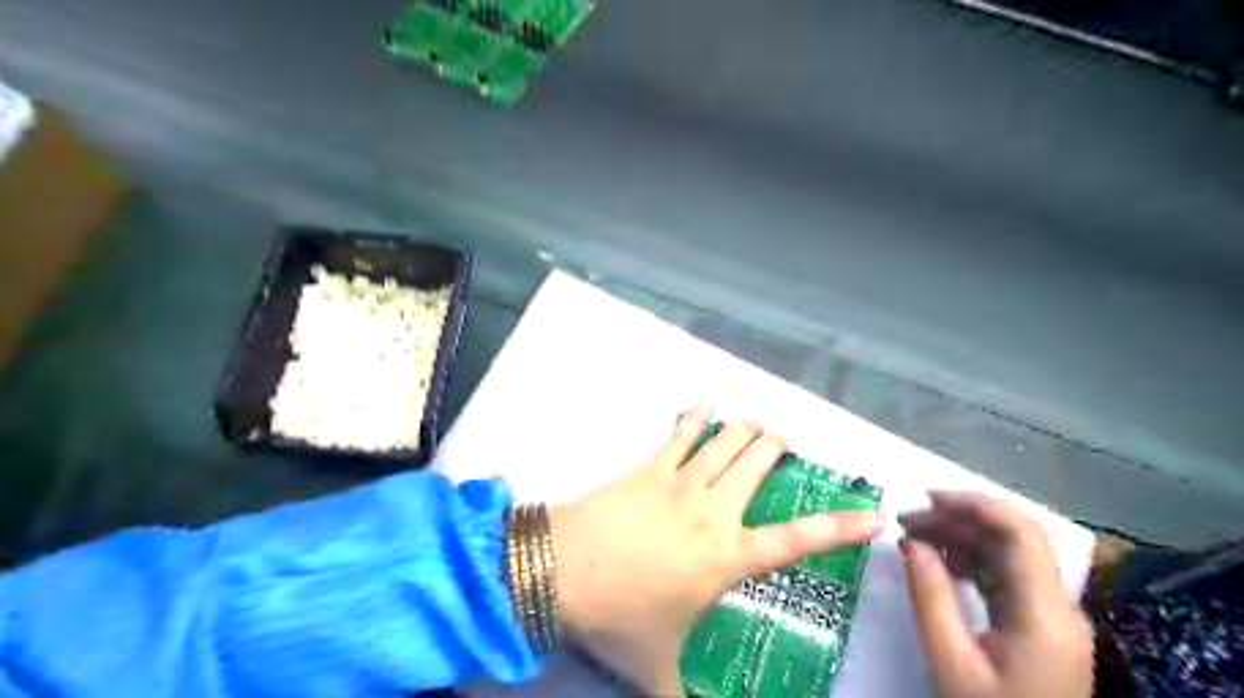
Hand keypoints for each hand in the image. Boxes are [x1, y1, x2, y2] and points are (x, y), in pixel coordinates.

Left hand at [549, 407, 877, 693]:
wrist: (562, 571)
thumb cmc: (619, 617)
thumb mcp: (657, 668)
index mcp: (727, 556)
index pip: (797, 541)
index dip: (839, 527)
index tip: (871, 514)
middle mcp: (713, 510)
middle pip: (758, 465)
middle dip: (778, 447)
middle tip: (785, 443)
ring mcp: (680, 482)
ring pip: (727, 441)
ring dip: (747, 428)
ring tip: (759, 425)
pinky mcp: (649, 467)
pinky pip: (679, 433)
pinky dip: (695, 414)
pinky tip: (705, 400)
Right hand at [899, 489, 1089, 697]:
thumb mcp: (949, 661)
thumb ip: (930, 596)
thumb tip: (911, 542)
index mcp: (1044, 613)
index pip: (1020, 533)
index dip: (974, 504)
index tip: (925, 499)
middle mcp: (1056, 606)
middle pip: (1012, 538)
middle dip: (957, 520)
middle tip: (905, 521)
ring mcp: (1050, 615)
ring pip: (1007, 553)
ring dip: (960, 537)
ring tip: (914, 538)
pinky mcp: (1037, 624)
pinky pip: (1004, 575)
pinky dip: (969, 559)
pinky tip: (939, 562)